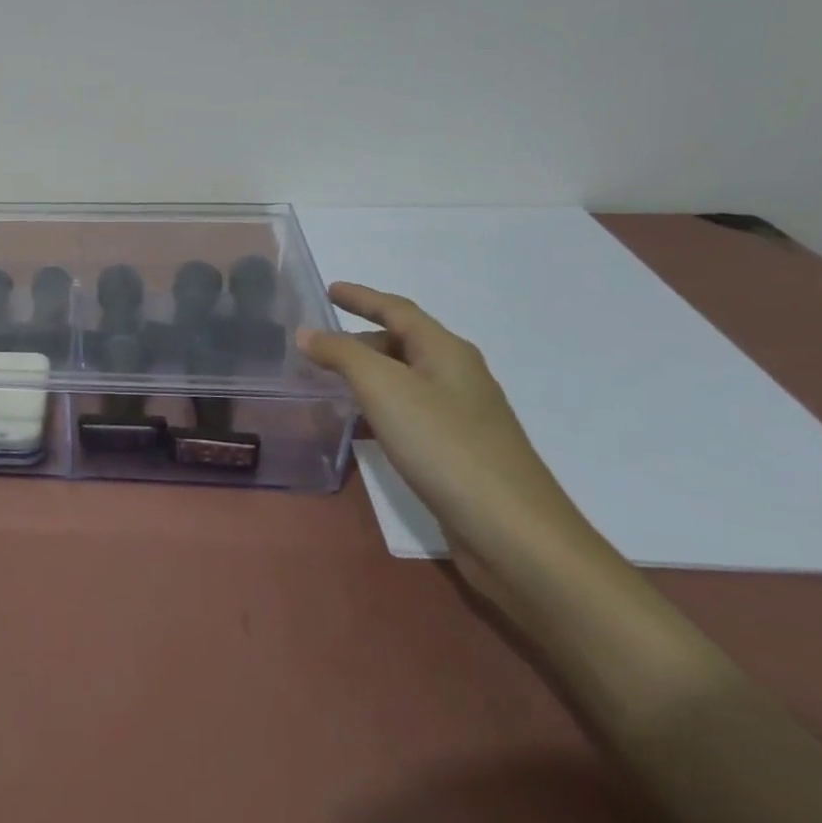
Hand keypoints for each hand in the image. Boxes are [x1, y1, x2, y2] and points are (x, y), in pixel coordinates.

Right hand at [298, 282, 615, 610]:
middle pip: (404, 343)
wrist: (513, 533)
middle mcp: (458, 376)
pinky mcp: (459, 452)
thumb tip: (308, 333)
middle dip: (361, 339)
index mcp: (447, 352)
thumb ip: (342, 356)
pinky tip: (361, 425)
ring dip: (368, 374)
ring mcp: (463, 416)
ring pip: (406, 380)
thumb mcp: (384, 389)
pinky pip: (410, 412)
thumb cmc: (445, 446)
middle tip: (318, 346)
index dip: (362, 297)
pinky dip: (380, 407)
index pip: (398, 310)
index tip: (330, 289)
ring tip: (330, 381)